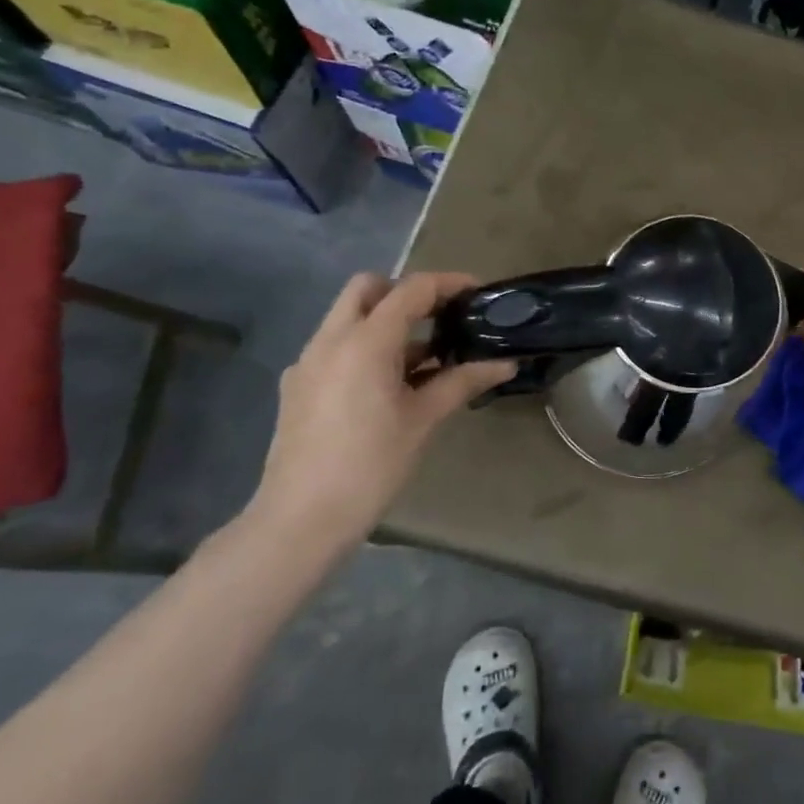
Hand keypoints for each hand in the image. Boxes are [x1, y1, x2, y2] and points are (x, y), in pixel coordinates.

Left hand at [245, 272, 515, 553]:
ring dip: (385, 320)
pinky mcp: (297, 385)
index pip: (412, 289)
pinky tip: (387, 385)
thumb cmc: (371, 464)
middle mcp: (331, 339)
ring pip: (348, 316)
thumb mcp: (424, 419)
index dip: (448, 283)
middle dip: (406, 292)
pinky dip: (364, 346)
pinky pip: (335, 346)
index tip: (478, 292)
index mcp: (365, 341)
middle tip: (440, 317)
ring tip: (423, 357)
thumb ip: (464, 381)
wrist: (301, 519)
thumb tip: (506, 363)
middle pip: (368, 287)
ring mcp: (308, 361)